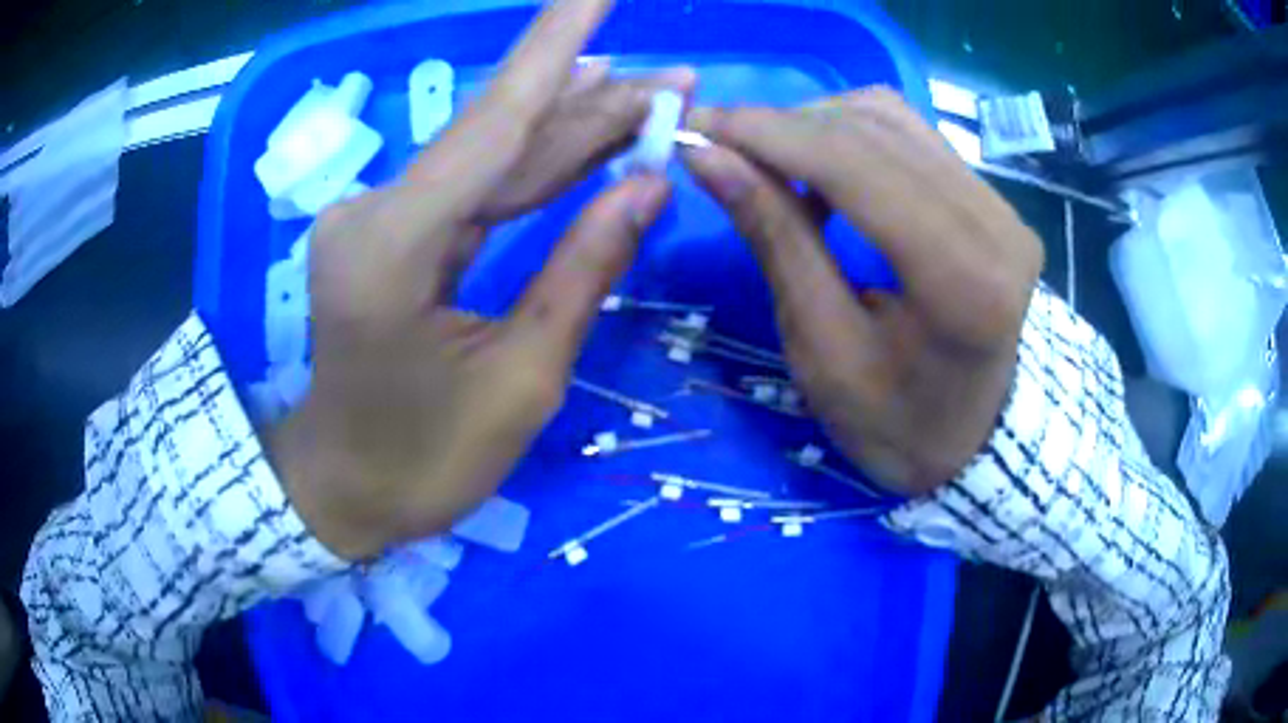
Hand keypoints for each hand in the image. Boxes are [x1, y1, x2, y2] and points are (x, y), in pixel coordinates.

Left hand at [271, 0, 681, 560]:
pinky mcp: (391, 235)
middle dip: (591, 100)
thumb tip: (650, 184)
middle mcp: (378, 211)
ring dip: (570, 128)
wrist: (345, 490)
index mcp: (396, 245)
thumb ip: (582, 269)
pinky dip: (532, 165)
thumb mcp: (521, 380)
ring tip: (650, 95)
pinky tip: (583, 132)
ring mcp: (379, 219)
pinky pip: (474, 189)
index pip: (495, 120)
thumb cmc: (424, 461)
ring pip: (490, 157)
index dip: (556, 48)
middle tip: (676, 80)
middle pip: (499, 134)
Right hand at [682, 88, 1043, 494]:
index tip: (694, 126)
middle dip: (782, 125)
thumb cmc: (894, 422)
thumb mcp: (822, 349)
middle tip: (717, 142)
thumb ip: (775, 239)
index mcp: (959, 279)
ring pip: (890, 118)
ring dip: (815, 125)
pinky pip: (911, 135)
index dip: (767, 133)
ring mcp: (1001, 205)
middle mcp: (994, 224)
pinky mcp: (994, 199)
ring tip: (769, 162)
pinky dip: (851, 136)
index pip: (855, 164)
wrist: (972, 440)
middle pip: (872, 129)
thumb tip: (709, 156)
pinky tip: (821, 169)